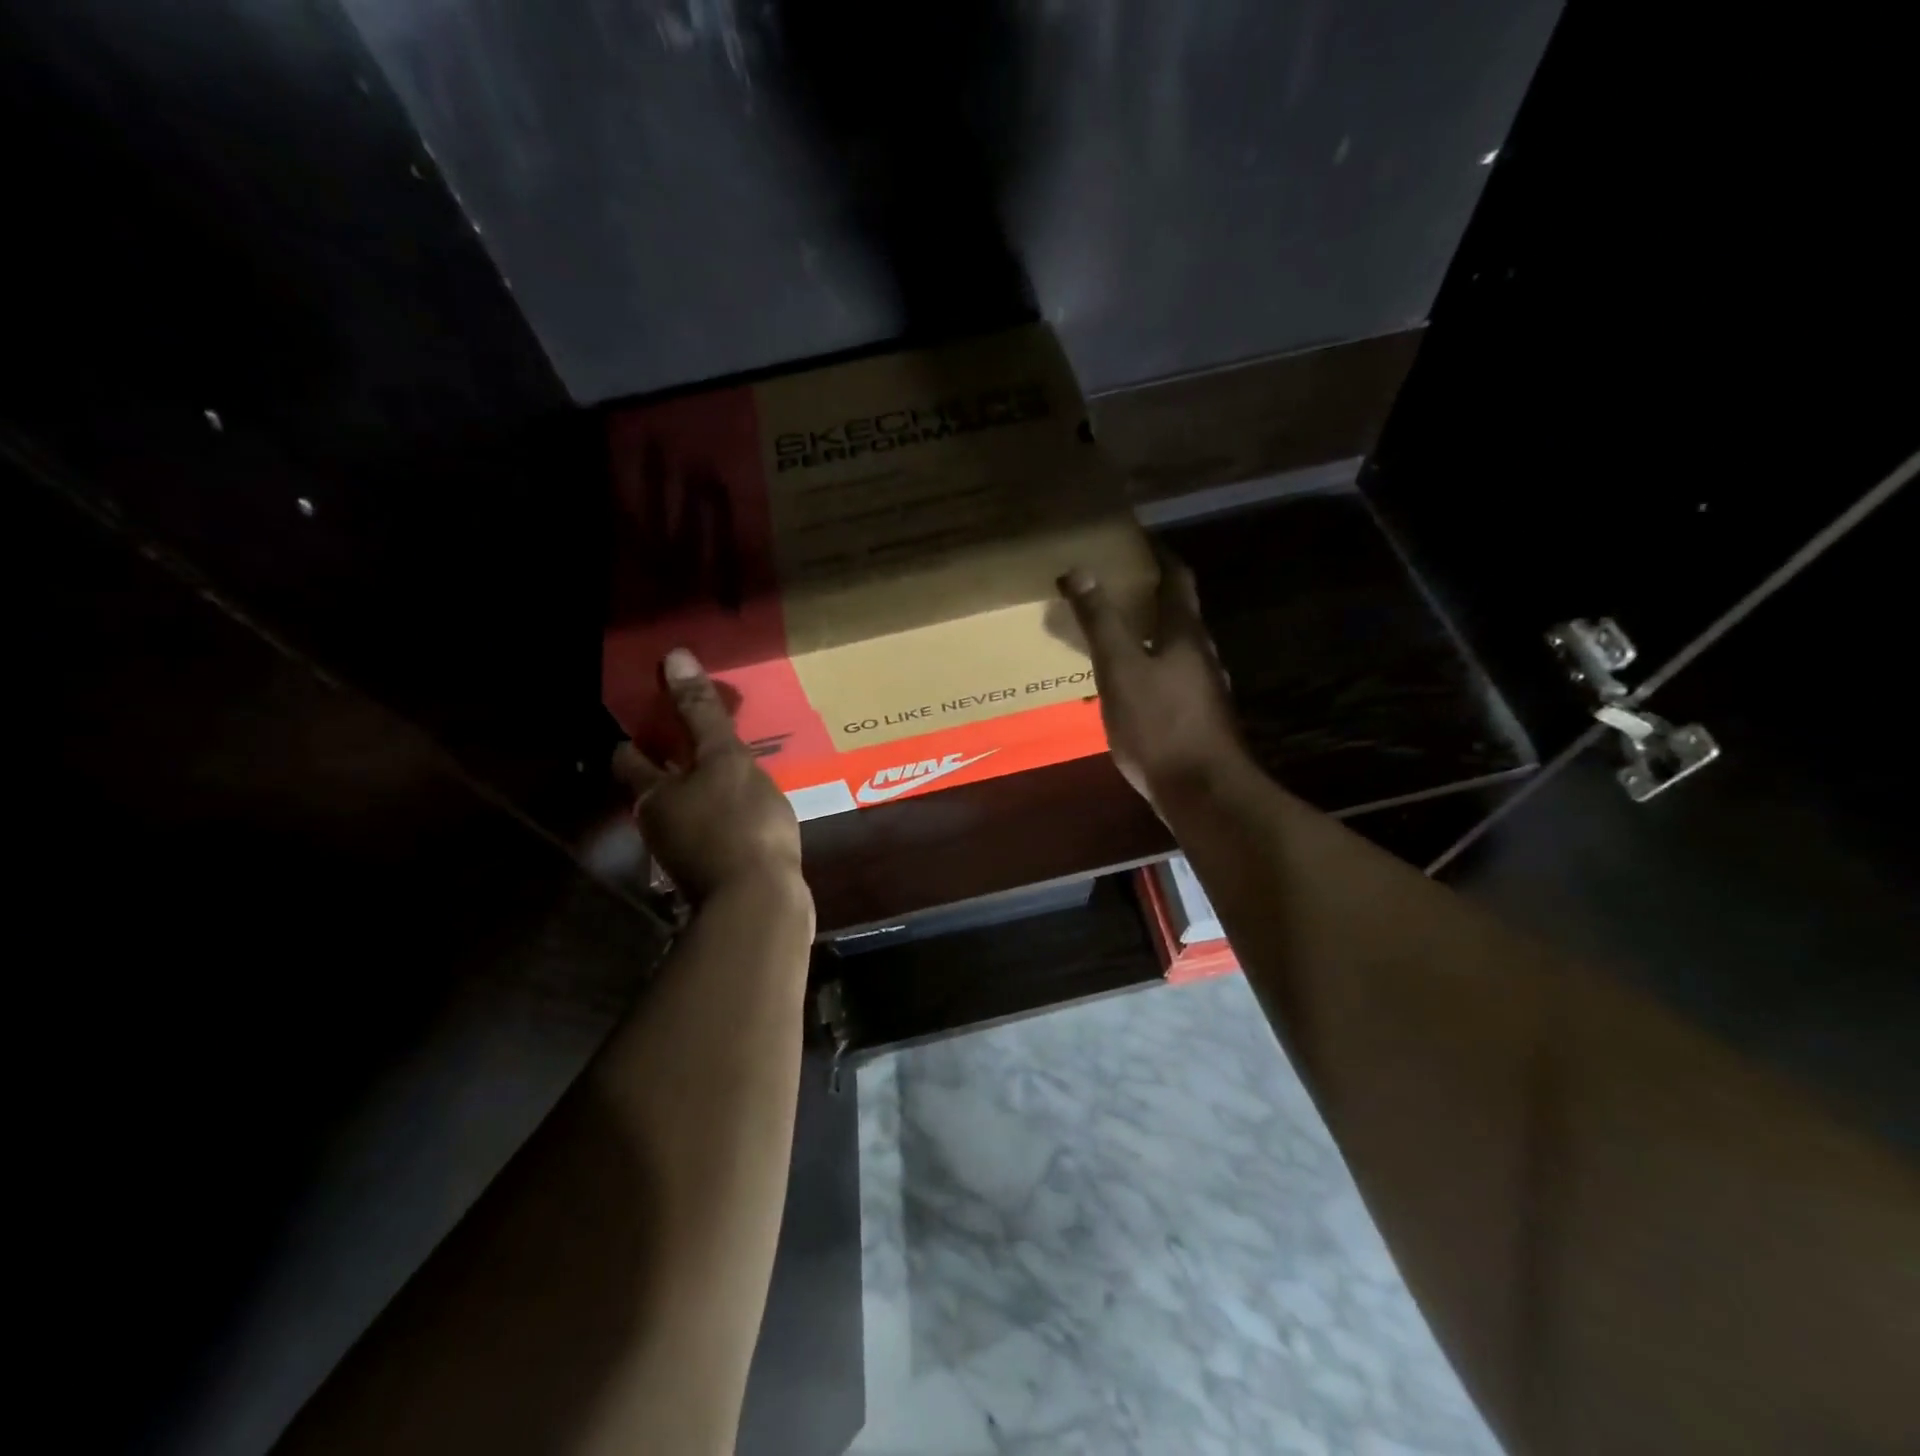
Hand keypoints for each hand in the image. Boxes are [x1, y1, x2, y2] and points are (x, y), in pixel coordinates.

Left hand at [612, 649, 806, 905]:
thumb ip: (701, 713)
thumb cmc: (738, 823)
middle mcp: (658, 824)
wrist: (760, 903)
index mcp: (652, 795)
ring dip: (701, 790)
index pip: (627, 757)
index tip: (654, 715)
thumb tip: (673, 657)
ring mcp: (685, 853)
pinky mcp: (715, 872)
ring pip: (686, 810)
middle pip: (655, 786)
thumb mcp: (725, 758)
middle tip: (701, 738)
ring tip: (733, 769)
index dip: (635, 735)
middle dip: (671, 762)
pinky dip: (724, 816)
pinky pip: (714, 832)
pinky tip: (751, 809)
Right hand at [1059, 557, 1247, 812]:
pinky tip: (1125, 689)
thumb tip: (1079, 569)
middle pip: (1178, 614)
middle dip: (1149, 597)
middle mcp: (1201, 655)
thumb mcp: (1120, 669)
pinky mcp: (1197, 719)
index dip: (1159, 556)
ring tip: (1113, 635)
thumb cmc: (1159, 725)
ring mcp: (1203, 689)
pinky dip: (1147, 671)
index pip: (1176, 580)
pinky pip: (1169, 681)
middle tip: (1115, 587)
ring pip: (1174, 650)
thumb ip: (1100, 621)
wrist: (1203, 792)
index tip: (1139, 541)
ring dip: (1148, 636)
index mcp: (1185, 634)